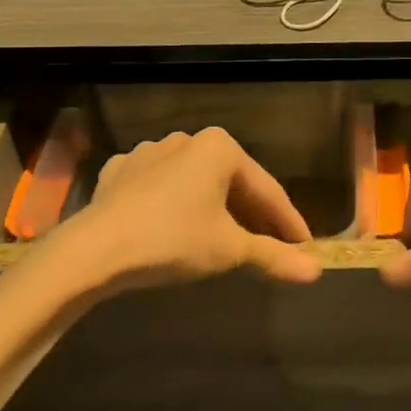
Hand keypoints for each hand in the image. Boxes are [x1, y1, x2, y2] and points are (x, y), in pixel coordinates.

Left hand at [51, 127, 321, 295]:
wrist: (94, 249)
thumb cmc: (173, 240)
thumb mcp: (229, 249)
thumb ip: (274, 256)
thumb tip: (316, 271)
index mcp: (220, 148)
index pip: (267, 190)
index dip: (289, 222)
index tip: (305, 246)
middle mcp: (186, 140)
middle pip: (231, 183)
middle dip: (252, 215)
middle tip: (270, 245)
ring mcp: (148, 152)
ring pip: (194, 183)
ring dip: (213, 208)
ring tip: (224, 238)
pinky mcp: (119, 172)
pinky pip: (158, 188)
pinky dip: (173, 206)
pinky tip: (173, 226)